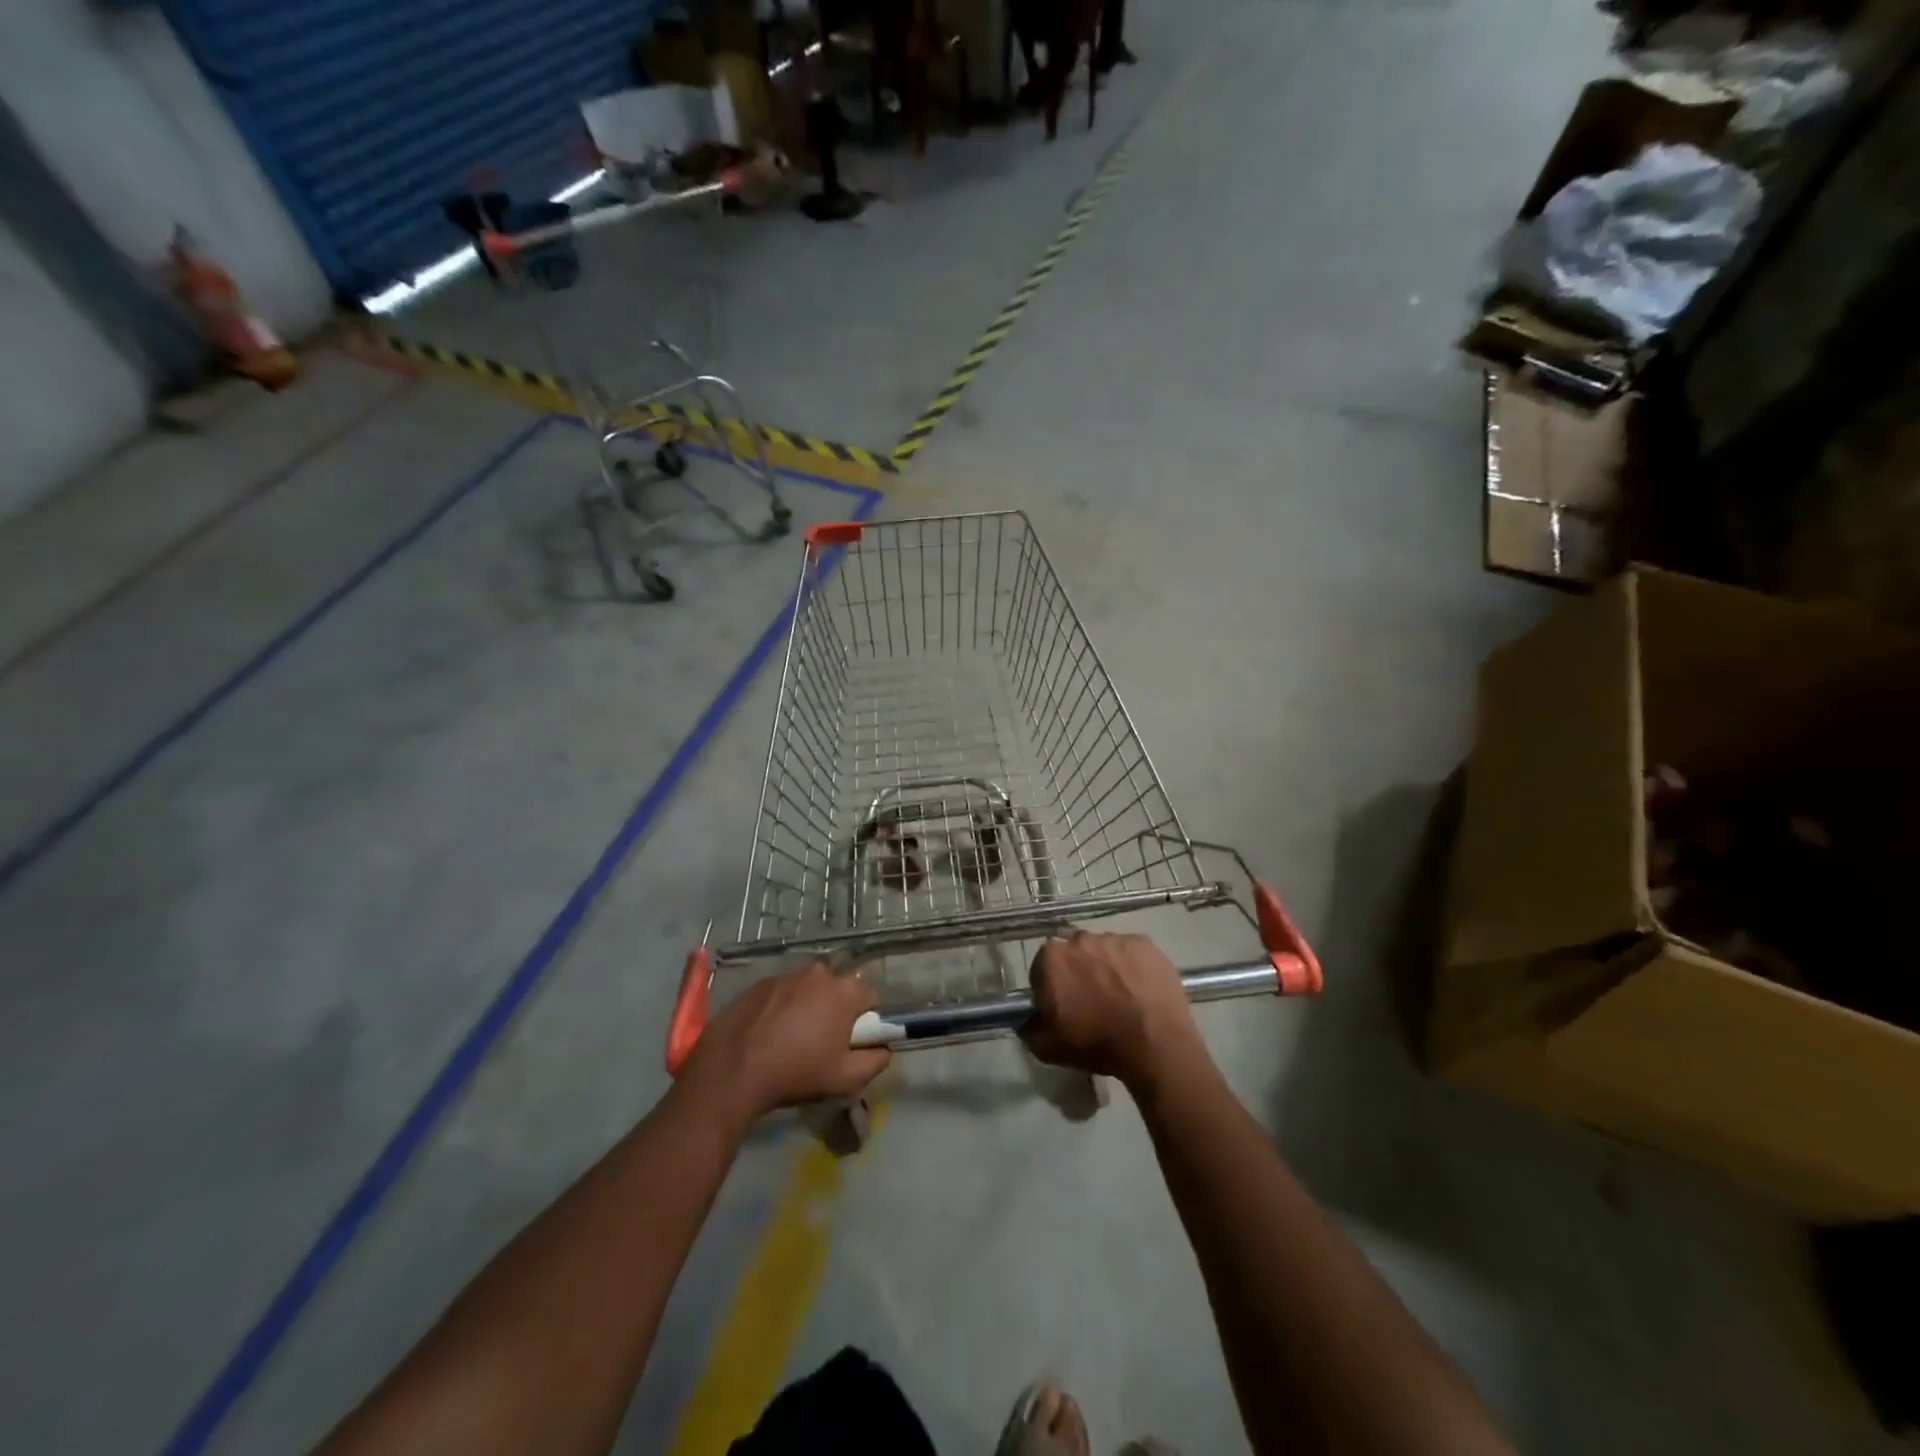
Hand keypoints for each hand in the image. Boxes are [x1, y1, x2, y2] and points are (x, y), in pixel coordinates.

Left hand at [679, 962, 889, 1123]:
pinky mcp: (761, 982)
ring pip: (811, 988)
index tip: (855, 1041)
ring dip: (810, 1006)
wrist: (732, 1070)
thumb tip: (884, 1047)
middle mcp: (819, 973)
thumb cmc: (796, 1072)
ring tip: (794, 1037)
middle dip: (838, 1009)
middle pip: (840, 988)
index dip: (869, 1019)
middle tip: (824, 1041)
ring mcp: (787, 975)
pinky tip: (771, 1032)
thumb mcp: (846, 1079)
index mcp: (845, 991)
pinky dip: (784, 1006)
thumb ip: (876, 1060)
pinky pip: (784, 991)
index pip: (873, 996)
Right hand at [1021, 932, 1205, 1090]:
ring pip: (1103, 950)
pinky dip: (1132, 966)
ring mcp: (1115, 938)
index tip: (1064, 1007)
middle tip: (1093, 1002)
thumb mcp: (1048, 1048)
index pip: (1043, 968)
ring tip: (1121, 997)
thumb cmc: (1097, 1044)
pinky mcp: (1144, 943)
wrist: (1154, 1044)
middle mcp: (1080, 939)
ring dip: (1106, 967)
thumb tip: (1025, 1019)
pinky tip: (1140, 990)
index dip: (1051, 988)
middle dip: (1079, 972)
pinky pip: (1131, 952)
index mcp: (1052, 958)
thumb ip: (1028, 1028)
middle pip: (1074, 954)